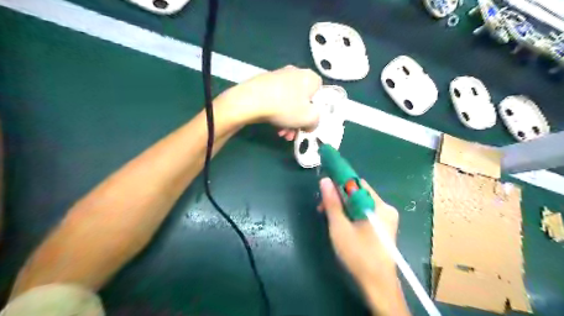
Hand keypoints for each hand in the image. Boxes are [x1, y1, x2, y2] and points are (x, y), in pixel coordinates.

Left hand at [216, 65, 321, 129]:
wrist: (251, 100)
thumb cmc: (285, 107)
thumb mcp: (310, 118)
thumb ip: (316, 121)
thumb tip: (310, 123)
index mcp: (310, 77)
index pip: (320, 93)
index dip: (316, 110)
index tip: (308, 122)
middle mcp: (296, 72)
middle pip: (303, 100)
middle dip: (299, 120)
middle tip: (293, 133)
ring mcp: (278, 76)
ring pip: (289, 102)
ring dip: (288, 120)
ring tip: (282, 134)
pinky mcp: (264, 82)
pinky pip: (277, 99)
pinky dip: (277, 113)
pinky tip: (273, 126)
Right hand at [319, 179, 398, 287]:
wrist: (377, 284)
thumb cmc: (358, 254)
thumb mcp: (340, 227)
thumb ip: (332, 203)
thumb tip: (325, 180)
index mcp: (379, 206)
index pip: (357, 184)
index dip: (339, 182)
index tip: (325, 189)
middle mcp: (385, 209)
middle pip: (358, 194)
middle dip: (339, 198)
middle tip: (322, 208)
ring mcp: (386, 219)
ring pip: (360, 204)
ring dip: (343, 207)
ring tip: (328, 217)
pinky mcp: (383, 228)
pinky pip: (364, 213)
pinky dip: (351, 215)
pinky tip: (341, 224)